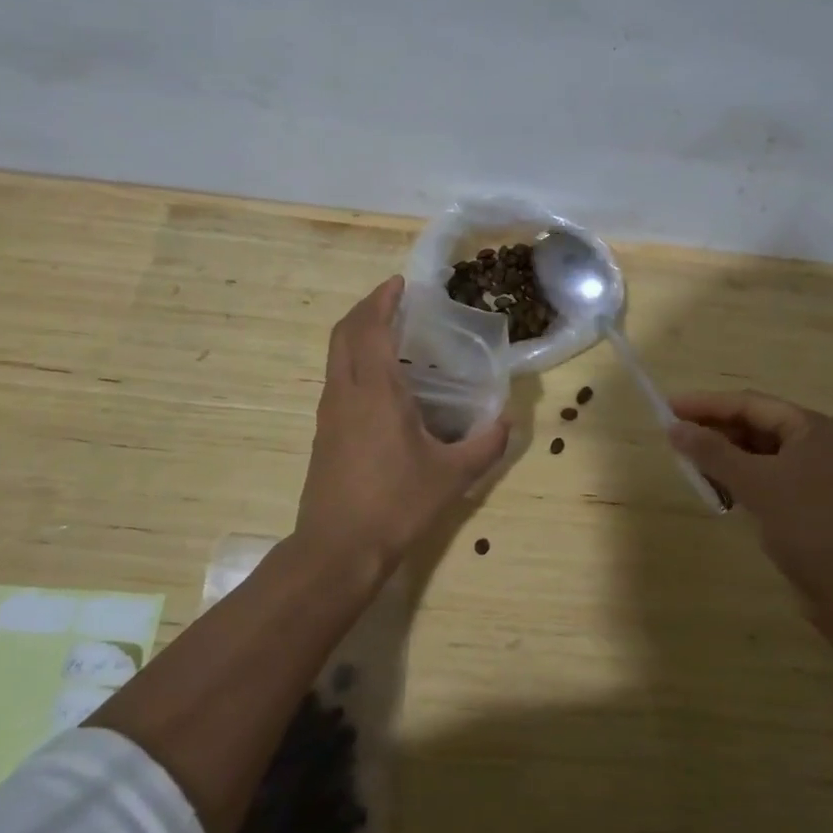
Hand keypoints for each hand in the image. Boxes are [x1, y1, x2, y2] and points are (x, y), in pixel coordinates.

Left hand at [295, 276, 510, 578]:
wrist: (337, 550)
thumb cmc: (395, 504)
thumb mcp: (452, 475)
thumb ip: (486, 444)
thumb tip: (507, 421)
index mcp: (374, 390)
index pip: (371, 328)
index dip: (383, 300)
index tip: (400, 282)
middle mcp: (345, 392)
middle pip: (345, 333)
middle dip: (367, 309)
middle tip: (395, 299)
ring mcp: (329, 412)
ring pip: (336, 355)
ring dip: (358, 333)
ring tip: (391, 333)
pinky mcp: (324, 433)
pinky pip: (337, 378)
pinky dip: (354, 359)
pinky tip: (381, 381)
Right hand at [668, 390, 832, 602]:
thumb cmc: (806, 525)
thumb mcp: (754, 483)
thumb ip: (712, 452)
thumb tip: (675, 429)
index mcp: (812, 426)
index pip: (751, 404)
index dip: (707, 404)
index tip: (670, 406)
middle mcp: (818, 441)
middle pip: (756, 424)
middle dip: (715, 430)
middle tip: (676, 435)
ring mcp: (817, 471)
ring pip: (761, 451)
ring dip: (726, 455)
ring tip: (690, 461)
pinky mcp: (812, 499)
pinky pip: (769, 474)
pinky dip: (742, 476)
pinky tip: (717, 486)